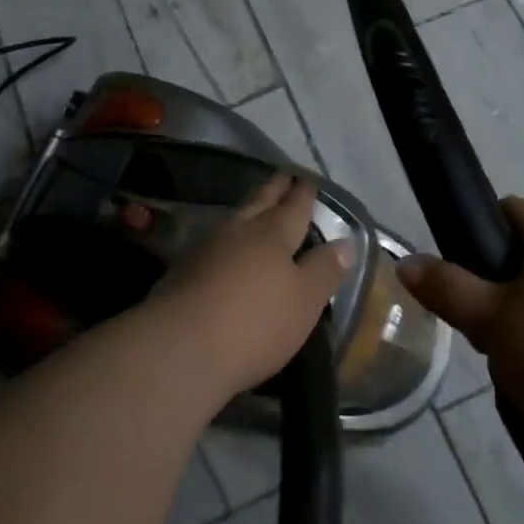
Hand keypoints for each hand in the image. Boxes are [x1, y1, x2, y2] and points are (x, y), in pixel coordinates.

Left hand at [150, 172, 350, 402]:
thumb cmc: (254, 322)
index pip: (293, 205)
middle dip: (274, 189)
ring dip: (247, 210)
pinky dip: (226, 239)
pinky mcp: (181, 271)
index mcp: (272, 233)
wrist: (179, 348)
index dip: (303, 192)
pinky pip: (212, 243)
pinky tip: (224, 248)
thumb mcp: (304, 301)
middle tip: (284, 175)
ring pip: (233, 219)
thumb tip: (345, 242)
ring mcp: (205, 248)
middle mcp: (238, 231)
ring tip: (256, 207)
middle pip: (259, 202)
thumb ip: (324, 269)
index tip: (308, 178)